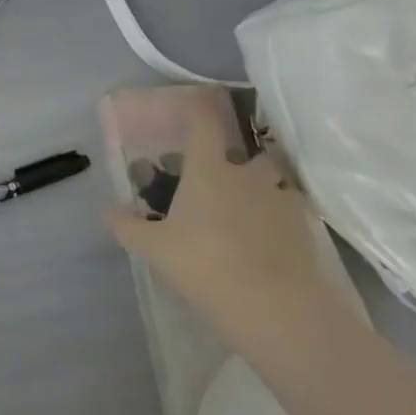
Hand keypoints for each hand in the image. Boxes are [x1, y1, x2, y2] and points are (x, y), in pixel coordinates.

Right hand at [104, 116, 341, 341]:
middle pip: (242, 149)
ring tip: (241, 212)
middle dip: (229, 158)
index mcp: (209, 166)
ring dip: (256, 187)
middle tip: (213, 178)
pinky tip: (264, 241)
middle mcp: (248, 170)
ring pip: (268, 178)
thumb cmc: (208, 266)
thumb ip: (127, 226)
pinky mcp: (308, 226)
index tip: (189, 103)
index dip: (196, 105)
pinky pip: (287, 208)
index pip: (203, 118)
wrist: (283, 311)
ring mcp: (282, 196)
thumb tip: (107, 209)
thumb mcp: (155, 249)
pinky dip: (276, 215)